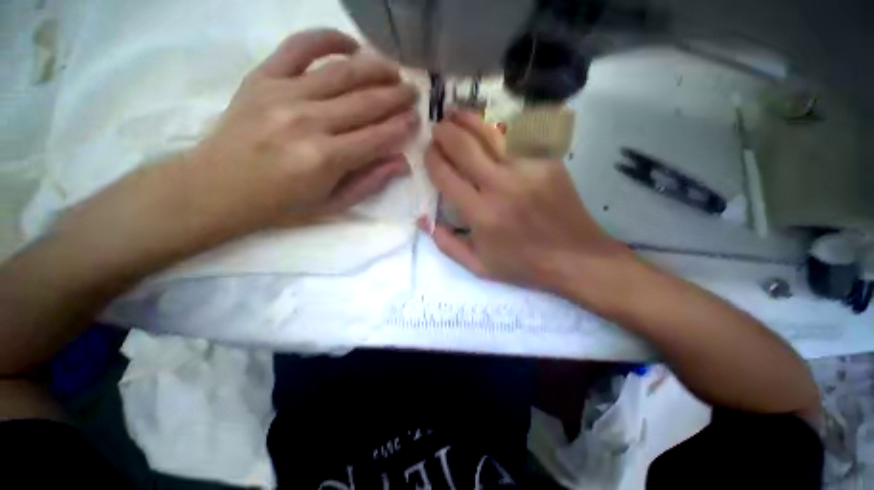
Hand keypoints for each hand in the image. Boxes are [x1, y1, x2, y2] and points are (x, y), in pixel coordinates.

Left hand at [185, 28, 418, 238]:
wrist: (219, 187)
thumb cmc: (282, 203)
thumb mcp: (333, 204)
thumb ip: (370, 182)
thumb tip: (402, 163)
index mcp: (327, 159)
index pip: (378, 136)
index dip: (401, 127)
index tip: (416, 120)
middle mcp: (309, 121)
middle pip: (366, 101)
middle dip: (396, 96)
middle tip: (413, 93)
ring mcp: (284, 94)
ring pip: (342, 72)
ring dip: (375, 68)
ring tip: (394, 71)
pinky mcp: (263, 77)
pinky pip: (300, 47)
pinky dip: (328, 39)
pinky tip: (351, 45)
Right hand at [421, 109, 632, 298]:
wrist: (575, 257)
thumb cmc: (523, 265)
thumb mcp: (478, 267)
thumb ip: (446, 245)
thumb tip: (424, 221)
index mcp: (480, 214)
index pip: (446, 175)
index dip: (432, 159)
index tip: (428, 152)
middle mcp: (500, 186)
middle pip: (464, 146)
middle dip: (444, 132)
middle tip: (437, 127)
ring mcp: (527, 169)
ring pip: (490, 133)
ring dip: (467, 119)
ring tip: (455, 113)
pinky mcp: (548, 161)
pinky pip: (518, 136)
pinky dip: (498, 128)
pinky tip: (489, 127)